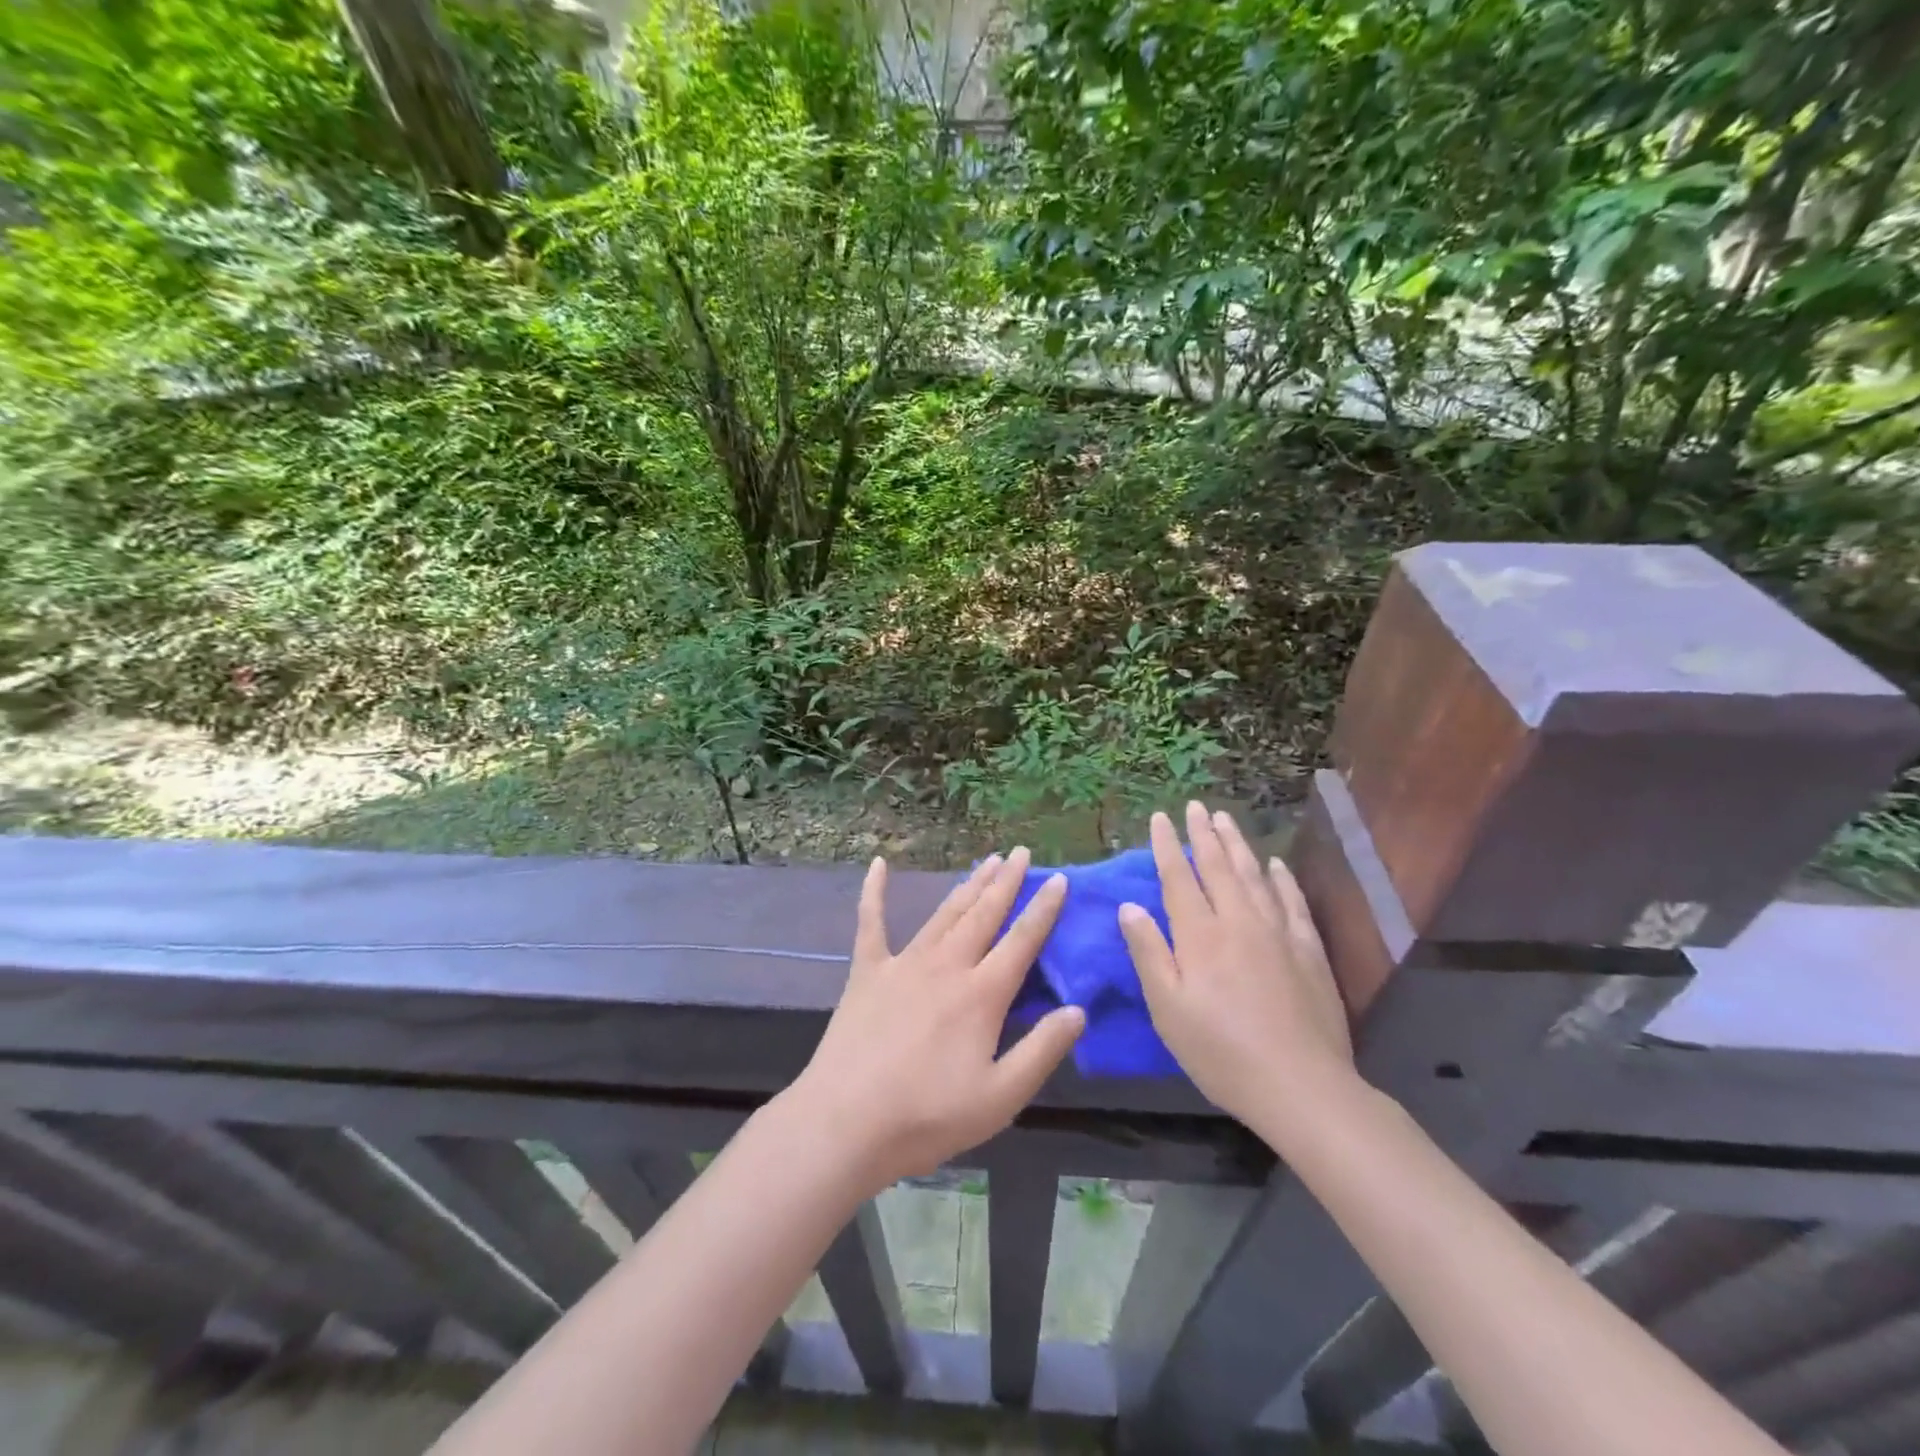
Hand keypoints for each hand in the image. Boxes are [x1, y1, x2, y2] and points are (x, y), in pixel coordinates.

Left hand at [788, 849, 1084, 1191]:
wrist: (846, 1123)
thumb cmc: (928, 1116)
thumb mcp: (1001, 1097)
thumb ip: (1042, 1050)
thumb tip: (1078, 1010)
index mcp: (981, 994)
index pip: (1022, 940)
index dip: (1043, 908)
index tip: (1059, 879)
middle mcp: (946, 965)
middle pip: (984, 914)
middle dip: (1006, 882)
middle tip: (1020, 853)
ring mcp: (904, 963)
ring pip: (944, 913)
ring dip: (968, 885)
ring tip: (986, 861)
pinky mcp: (867, 972)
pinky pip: (871, 922)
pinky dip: (874, 892)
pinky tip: (878, 864)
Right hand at [1120, 802, 1354, 1124]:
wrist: (1301, 1086)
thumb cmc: (1221, 1052)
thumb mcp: (1168, 1009)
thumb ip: (1149, 952)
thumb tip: (1129, 906)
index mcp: (1200, 935)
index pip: (1179, 878)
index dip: (1167, 846)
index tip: (1159, 818)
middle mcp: (1239, 922)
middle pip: (1219, 867)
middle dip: (1203, 834)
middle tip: (1195, 806)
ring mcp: (1279, 933)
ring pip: (1254, 875)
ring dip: (1238, 844)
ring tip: (1225, 820)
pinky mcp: (1309, 950)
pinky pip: (1292, 901)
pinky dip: (1281, 878)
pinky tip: (1275, 864)